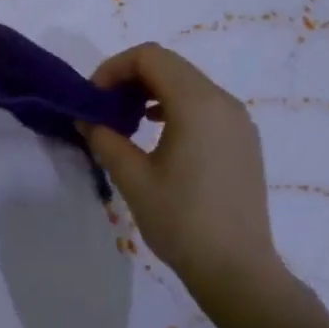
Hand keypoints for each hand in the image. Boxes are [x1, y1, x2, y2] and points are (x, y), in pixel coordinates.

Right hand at [82, 43, 292, 304]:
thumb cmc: (181, 221)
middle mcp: (223, 102)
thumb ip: (104, 138)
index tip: (92, 98)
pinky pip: (204, 104)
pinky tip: (156, 134)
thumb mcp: (132, 178)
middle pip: (169, 65)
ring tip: (126, 122)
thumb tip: (86, 118)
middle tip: (103, 108)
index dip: (113, 68)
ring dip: (151, 91)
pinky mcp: (243, 140)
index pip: (150, 57)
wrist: (237, 270)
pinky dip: (174, 106)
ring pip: (187, 83)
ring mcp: (238, 120)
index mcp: (197, 104)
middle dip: (130, 78)